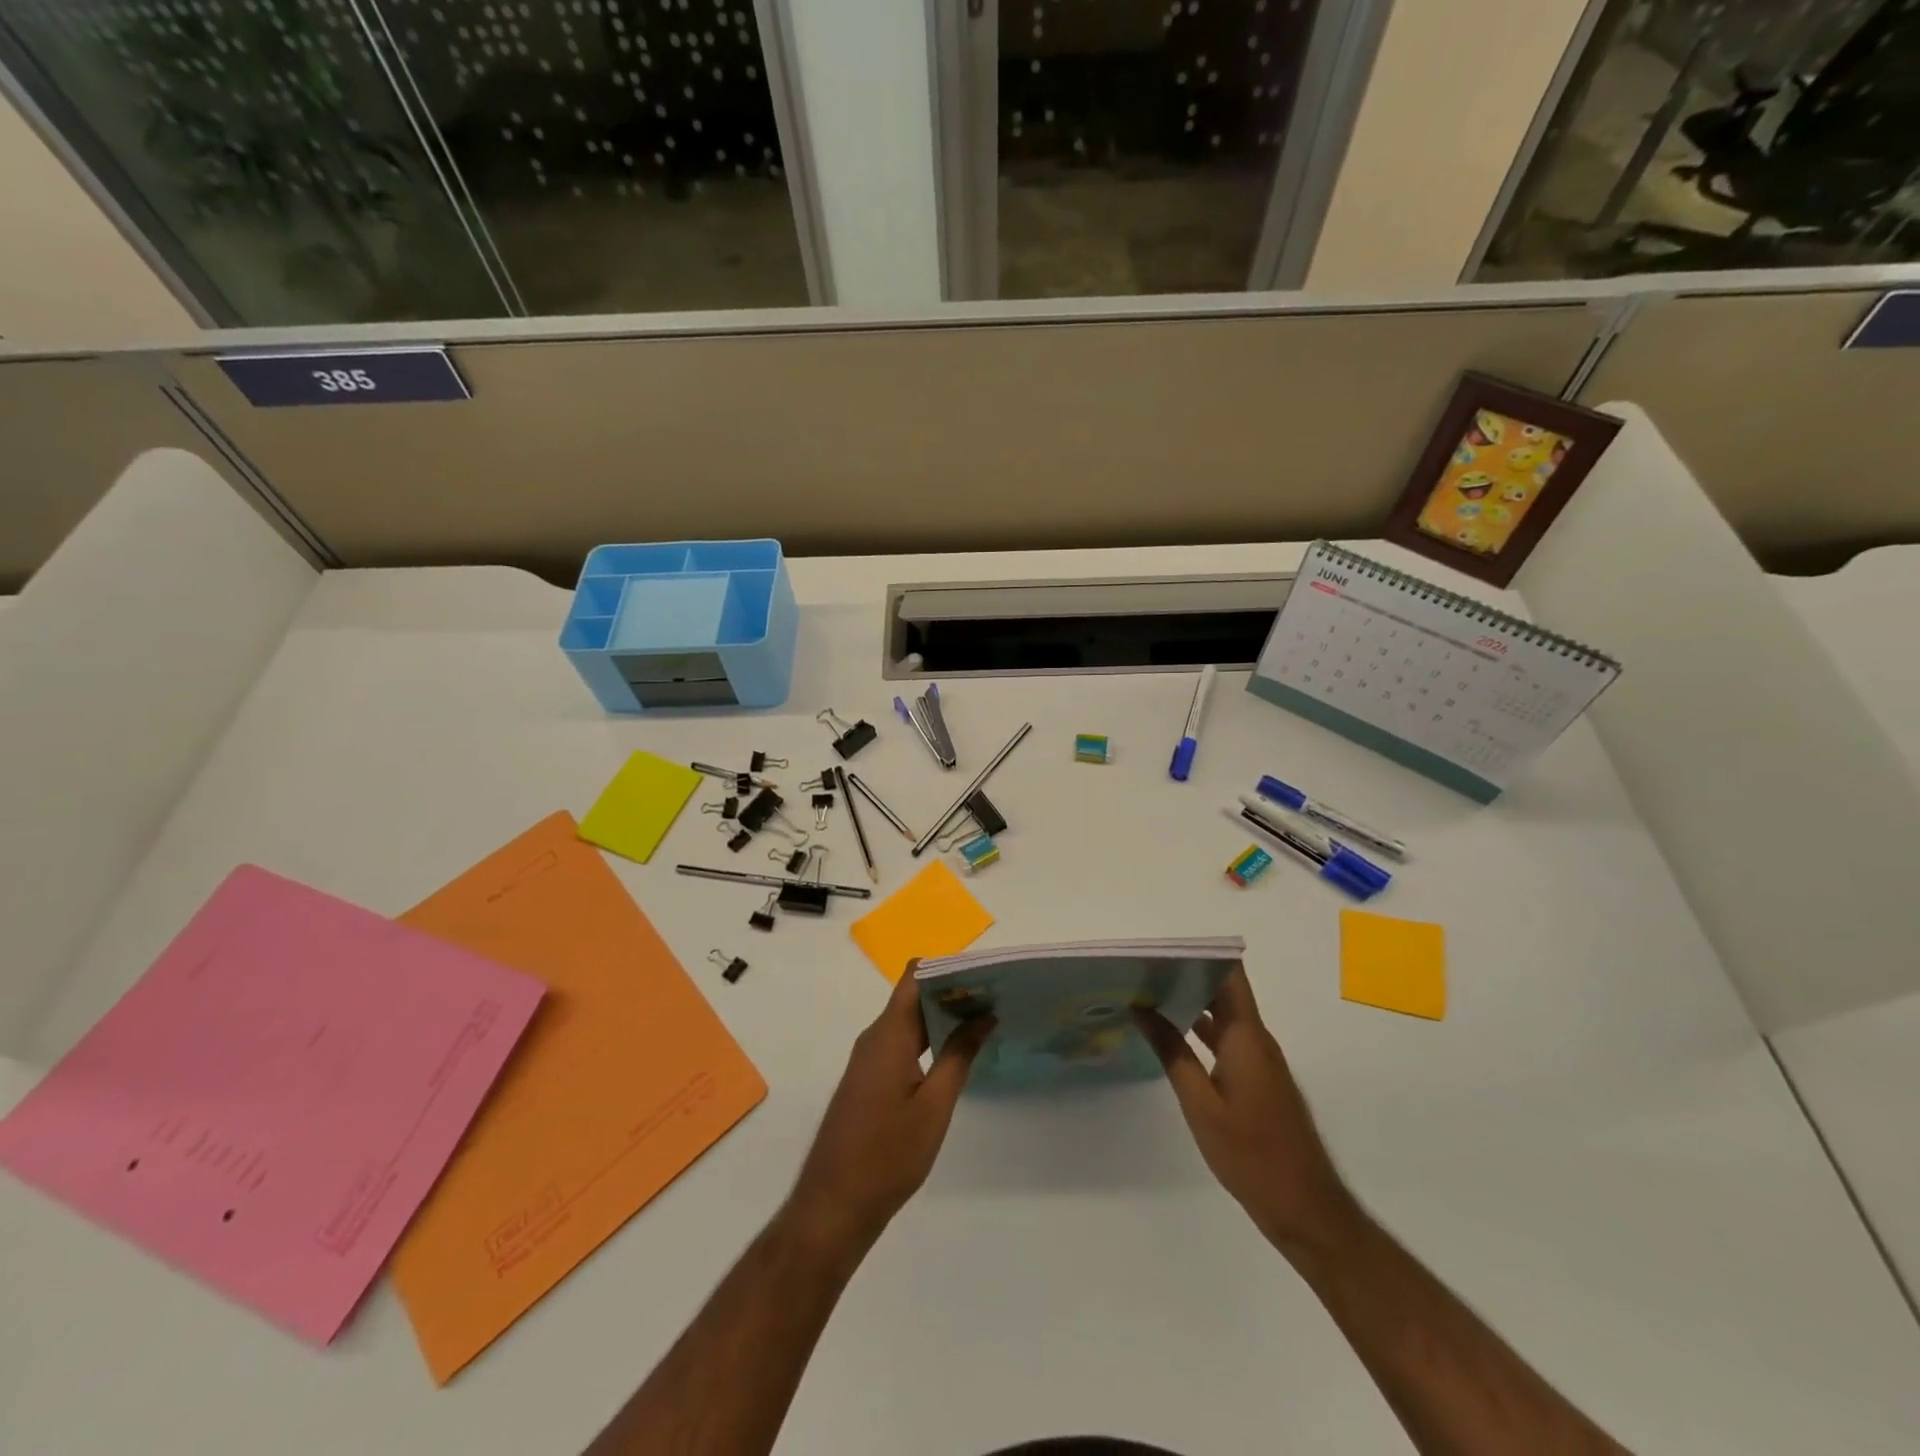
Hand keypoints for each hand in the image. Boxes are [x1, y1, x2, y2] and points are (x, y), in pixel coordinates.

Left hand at [787, 966, 993, 1254]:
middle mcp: (874, 1037)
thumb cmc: (888, 1154)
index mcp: (888, 1034)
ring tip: (983, 1020)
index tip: (982, 973)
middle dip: (952, 991)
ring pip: (907, 1021)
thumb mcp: (934, 1105)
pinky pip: (900, 1043)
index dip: (947, 967)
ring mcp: (868, 1059)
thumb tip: (983, 1015)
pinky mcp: (868, 1080)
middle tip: (994, 997)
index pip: (914, 976)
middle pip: (913, 996)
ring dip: (941, 1016)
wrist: (834, 1205)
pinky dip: (927, 1038)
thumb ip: (959, 1055)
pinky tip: (955, 1052)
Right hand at [1135, 966, 1358, 1257]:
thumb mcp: (1200, 1103)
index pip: (1230, 975)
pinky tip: (1172, 1037)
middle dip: (1188, 975)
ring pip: (1225, 1017)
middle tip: (1144, 969)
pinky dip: (1201, 1031)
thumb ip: (1171, 1052)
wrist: (1304, 1208)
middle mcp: (1257, 1040)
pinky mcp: (1259, 1081)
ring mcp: (1260, 1061)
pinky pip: (1228, 1040)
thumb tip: (1142, 1007)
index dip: (1201, 955)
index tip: (1163, 949)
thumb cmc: (1250, 1153)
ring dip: (1193, 1003)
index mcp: (1247, 1037)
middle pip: (1225, 991)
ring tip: (1149, 995)